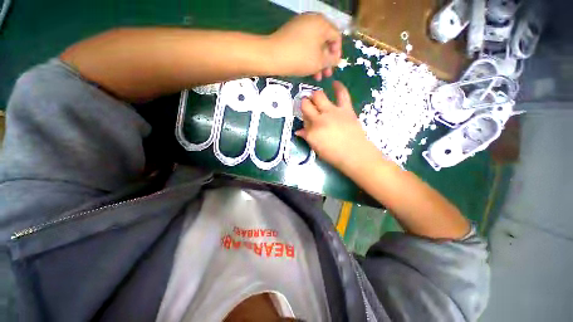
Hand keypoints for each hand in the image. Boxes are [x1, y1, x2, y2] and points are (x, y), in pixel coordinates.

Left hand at [269, 13, 341, 80]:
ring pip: (314, 45)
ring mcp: (300, 25)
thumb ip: (331, 60)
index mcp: (322, 23)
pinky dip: (309, 56)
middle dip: (326, 60)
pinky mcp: (291, 33)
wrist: (272, 56)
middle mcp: (312, 20)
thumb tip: (337, 59)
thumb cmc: (299, 58)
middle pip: (325, 41)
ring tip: (316, 77)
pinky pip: (305, 44)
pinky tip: (307, 69)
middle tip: (325, 75)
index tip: (334, 67)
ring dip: (317, 61)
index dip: (337, 53)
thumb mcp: (319, 62)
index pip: (336, 37)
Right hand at [296, 81, 382, 172]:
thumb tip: (298, 131)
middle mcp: (319, 119)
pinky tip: (335, 83)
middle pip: (306, 104)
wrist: (355, 154)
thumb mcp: (316, 148)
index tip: (306, 120)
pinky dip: (338, 87)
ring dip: (315, 96)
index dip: (303, 117)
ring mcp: (332, 112)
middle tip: (308, 105)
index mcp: (311, 131)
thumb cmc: (334, 155)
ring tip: (316, 97)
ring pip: (319, 96)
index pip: (302, 119)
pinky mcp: (345, 109)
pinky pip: (342, 94)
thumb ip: (307, 137)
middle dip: (305, 103)